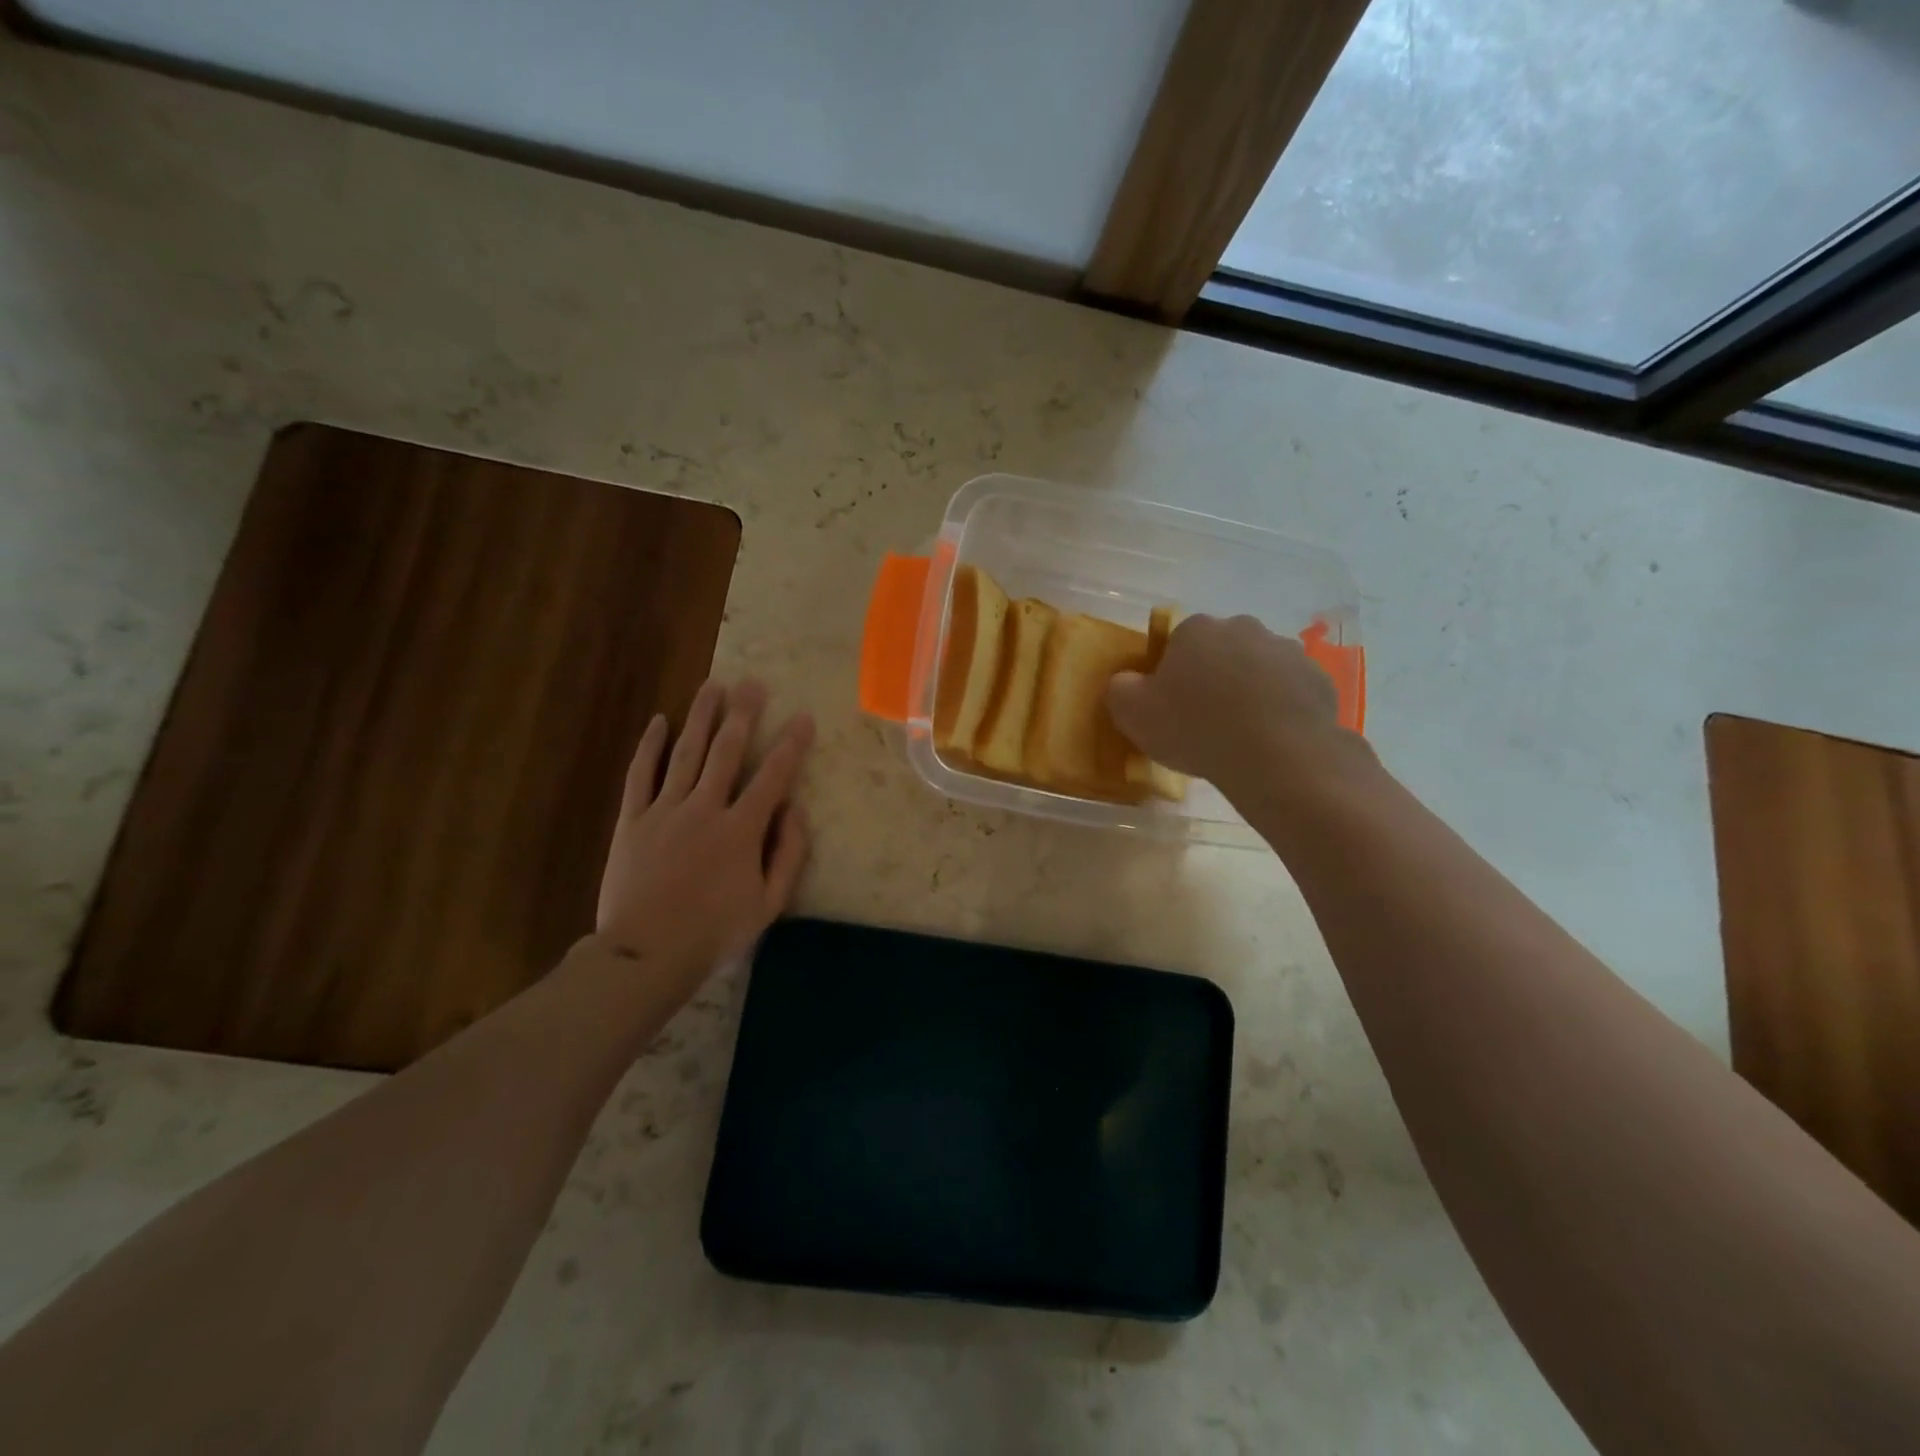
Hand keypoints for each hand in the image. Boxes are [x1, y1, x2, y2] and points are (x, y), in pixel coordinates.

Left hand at [589, 679, 813, 992]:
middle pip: (727, 751)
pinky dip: (650, 746)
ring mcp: (665, 811)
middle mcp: (705, 808)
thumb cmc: (714, 932)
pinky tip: (660, 721)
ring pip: (686, 753)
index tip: (803, 717)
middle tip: (753, 684)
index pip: (773, 776)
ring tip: (714, 685)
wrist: (646, 954)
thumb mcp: (769, 904)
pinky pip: (641, 774)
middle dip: (744, 714)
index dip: (791, 744)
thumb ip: (789, 854)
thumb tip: (796, 809)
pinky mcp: (633, 820)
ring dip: (702, 716)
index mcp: (741, 830)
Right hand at [1105, 614, 1365, 802]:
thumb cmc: (1195, 728)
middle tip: (1205, 719)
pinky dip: (1280, 708)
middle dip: (1213, 676)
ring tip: (1241, 733)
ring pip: (1258, 668)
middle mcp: (1244, 628)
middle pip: (1221, 651)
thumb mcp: (1131, 713)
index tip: (1171, 706)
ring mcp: (1287, 651)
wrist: (1276, 755)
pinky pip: (1290, 691)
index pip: (1177, 642)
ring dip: (1249, 690)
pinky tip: (1271, 739)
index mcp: (1197, 629)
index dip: (1172, 674)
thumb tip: (1126, 681)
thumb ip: (1120, 688)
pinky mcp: (1318, 679)